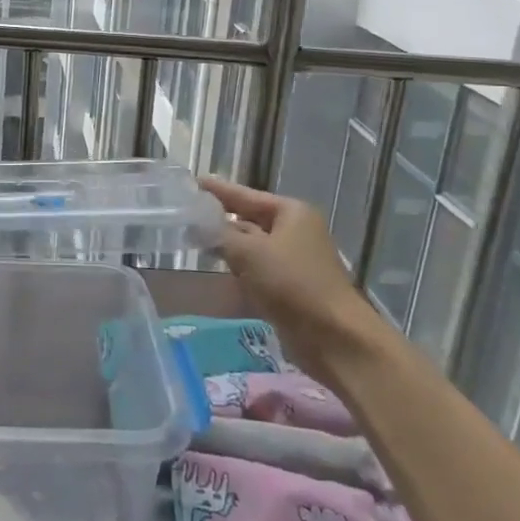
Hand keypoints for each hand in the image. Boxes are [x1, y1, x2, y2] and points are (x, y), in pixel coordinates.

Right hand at [200, 178, 381, 350]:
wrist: (334, 338)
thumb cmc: (292, 284)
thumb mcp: (249, 253)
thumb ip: (220, 235)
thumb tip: (197, 223)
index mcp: (291, 213)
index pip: (245, 195)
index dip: (217, 189)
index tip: (191, 182)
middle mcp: (295, 231)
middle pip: (249, 219)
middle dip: (219, 219)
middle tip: (185, 214)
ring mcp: (294, 260)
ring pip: (252, 247)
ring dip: (227, 246)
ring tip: (193, 240)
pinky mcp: (291, 287)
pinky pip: (258, 270)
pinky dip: (240, 269)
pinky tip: (218, 270)